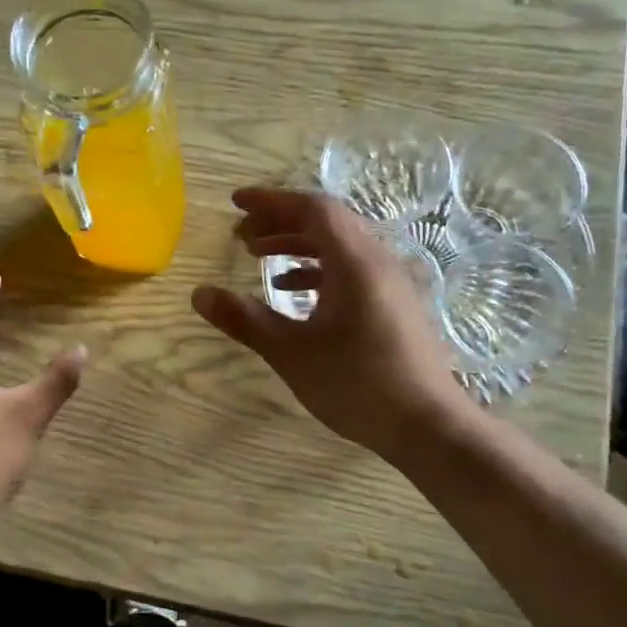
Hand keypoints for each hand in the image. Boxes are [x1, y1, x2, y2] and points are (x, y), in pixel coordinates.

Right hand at [192, 188, 469, 461]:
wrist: (427, 425)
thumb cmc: (357, 384)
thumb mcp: (291, 352)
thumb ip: (245, 320)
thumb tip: (199, 294)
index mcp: (354, 261)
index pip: (311, 209)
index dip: (270, 202)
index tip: (235, 203)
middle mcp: (377, 260)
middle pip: (326, 222)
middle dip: (279, 223)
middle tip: (241, 237)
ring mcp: (390, 282)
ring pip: (339, 246)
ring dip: (297, 246)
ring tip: (259, 259)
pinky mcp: (394, 303)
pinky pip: (351, 269)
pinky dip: (318, 270)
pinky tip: (292, 292)